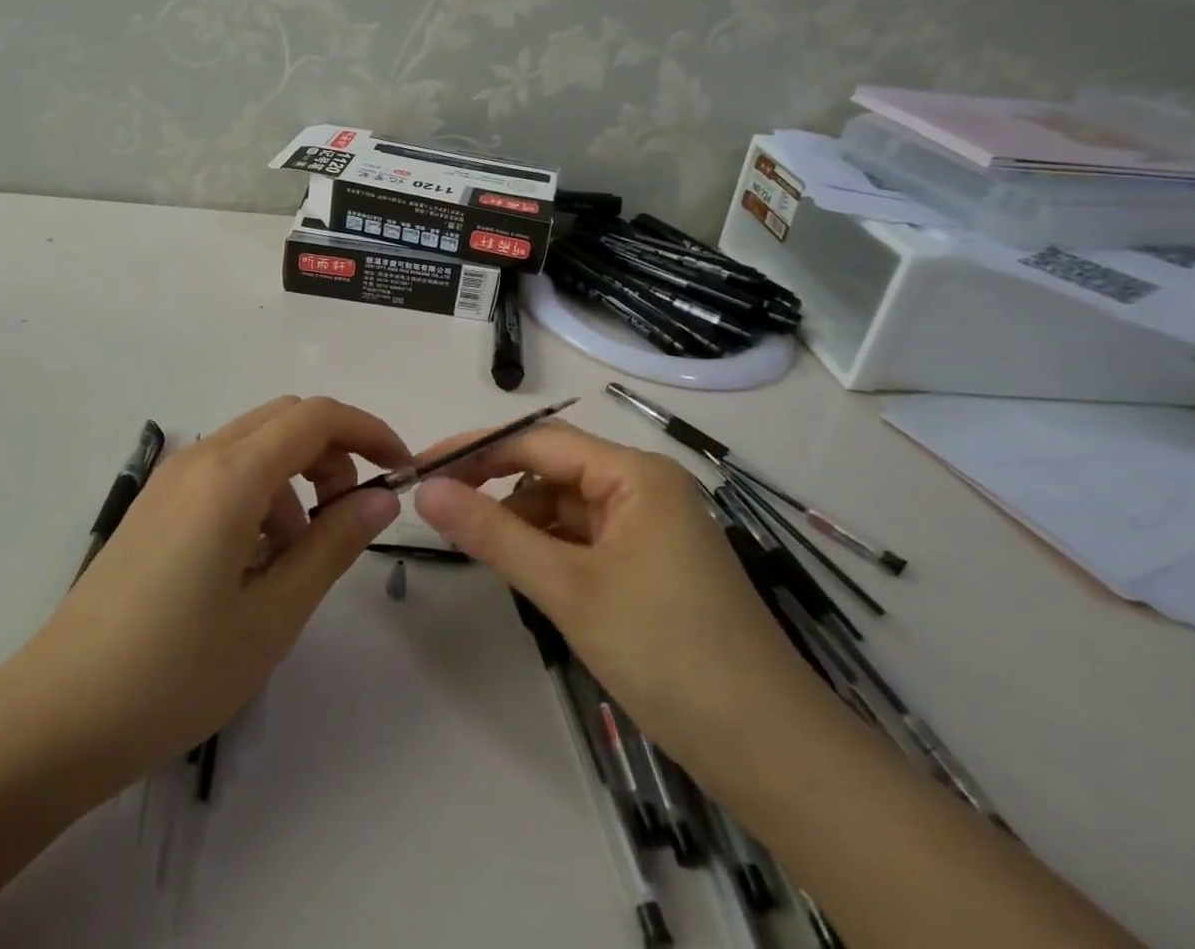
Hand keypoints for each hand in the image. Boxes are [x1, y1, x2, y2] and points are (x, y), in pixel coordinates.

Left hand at [0, 397, 405, 794]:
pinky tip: (253, 564)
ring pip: (255, 445)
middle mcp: (199, 458)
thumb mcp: (273, 614)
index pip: (316, 416)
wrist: (57, 717)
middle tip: (349, 517)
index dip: (368, 431)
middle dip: (333, 453)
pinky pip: (224, 473)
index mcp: (230, 475)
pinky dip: (260, 495)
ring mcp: (170, 479)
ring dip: (295, 479)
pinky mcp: (155, 505)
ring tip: (297, 558)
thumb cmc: (175, 672)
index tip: (400, 471)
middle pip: (286, 420)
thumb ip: (333, 545)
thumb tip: (382, 498)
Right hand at [412, 420, 833, 773]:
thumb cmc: (668, 654)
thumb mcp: (569, 589)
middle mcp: (647, 487)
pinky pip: (586, 538)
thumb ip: (493, 533)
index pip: (539, 440)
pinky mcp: (654, 564)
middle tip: (442, 510)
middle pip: (554, 469)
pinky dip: (551, 548)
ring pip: (567, 505)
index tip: (422, 467)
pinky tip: (527, 572)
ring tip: (481, 549)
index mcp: (636, 474)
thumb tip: (426, 491)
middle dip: (498, 486)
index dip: (477, 449)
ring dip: (523, 521)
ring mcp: (653, 527)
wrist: (772, 755)